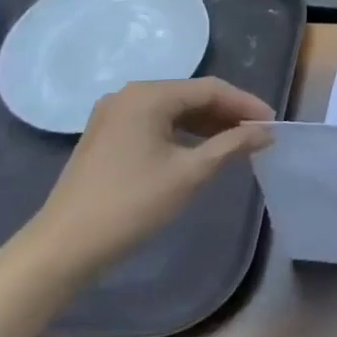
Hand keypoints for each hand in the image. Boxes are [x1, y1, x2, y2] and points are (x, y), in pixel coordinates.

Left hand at [25, 78, 273, 276]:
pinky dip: (185, 132)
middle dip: (228, 113)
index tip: (273, 124)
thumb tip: (266, 132)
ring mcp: (114, 115)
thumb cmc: (131, 204)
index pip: (211, 89)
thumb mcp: (191, 173)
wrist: (63, 247)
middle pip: (192, 95)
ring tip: (237, 143)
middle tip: (258, 133)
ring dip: (208, 123)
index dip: (246, 105)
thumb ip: (232, 146)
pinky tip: (203, 150)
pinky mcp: (107, 135)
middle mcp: (129, 95)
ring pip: (175, 109)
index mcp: (148, 96)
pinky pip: (157, 122)